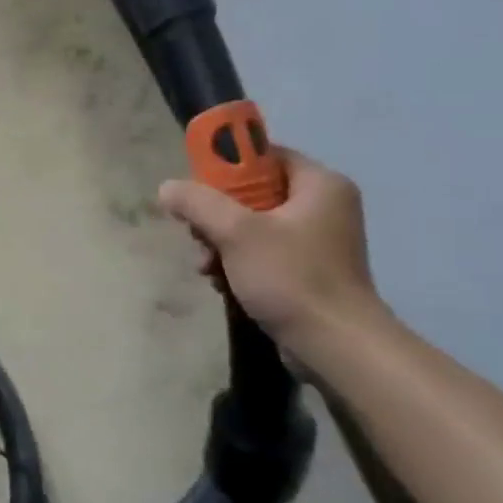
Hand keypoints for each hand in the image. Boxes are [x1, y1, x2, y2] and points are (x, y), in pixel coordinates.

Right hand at [157, 147, 384, 349]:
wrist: (335, 346)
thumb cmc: (291, 277)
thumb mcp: (236, 232)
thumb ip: (198, 203)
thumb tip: (167, 188)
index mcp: (320, 184)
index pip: (266, 156)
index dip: (227, 167)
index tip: (199, 190)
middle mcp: (324, 206)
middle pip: (253, 193)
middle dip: (216, 215)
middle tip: (197, 235)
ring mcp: (317, 241)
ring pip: (252, 225)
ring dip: (220, 243)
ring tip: (206, 266)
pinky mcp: (308, 271)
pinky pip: (262, 252)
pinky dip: (237, 262)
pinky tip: (220, 282)